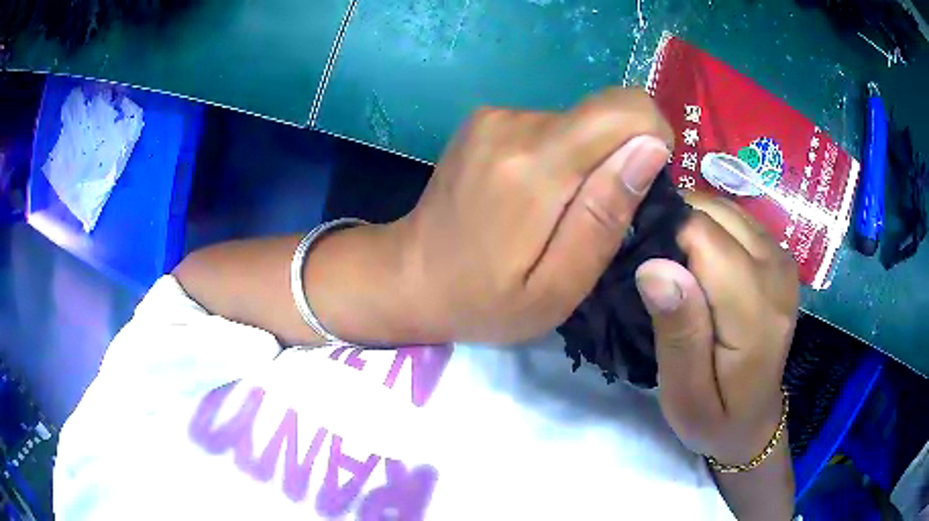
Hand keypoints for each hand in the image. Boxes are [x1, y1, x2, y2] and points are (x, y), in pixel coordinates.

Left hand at [393, 89, 672, 343]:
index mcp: (532, 166)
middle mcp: (512, 122)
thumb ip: (606, 213)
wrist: (408, 276)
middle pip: (603, 115)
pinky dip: (559, 158)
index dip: (653, 138)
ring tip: (555, 214)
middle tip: (588, 218)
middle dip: (618, 160)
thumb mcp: (557, 286)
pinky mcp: (486, 119)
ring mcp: (494, 115)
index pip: (624, 110)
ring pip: (578, 122)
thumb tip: (652, 147)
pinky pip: (550, 126)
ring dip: (584, 164)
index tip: (642, 186)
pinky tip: (533, 197)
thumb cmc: (483, 300)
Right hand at [636, 195, 799, 464]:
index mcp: (756, 308)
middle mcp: (776, 269)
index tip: (643, 270)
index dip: (664, 241)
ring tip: (676, 269)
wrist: (754, 419)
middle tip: (657, 273)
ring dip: (691, 227)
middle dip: (676, 228)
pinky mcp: (778, 254)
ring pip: (722, 208)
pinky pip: (734, 218)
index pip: (702, 234)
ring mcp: (781, 257)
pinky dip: (708, 229)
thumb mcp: (685, 395)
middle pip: (713, 212)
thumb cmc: (715, 416)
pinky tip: (699, 264)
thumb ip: (678, 333)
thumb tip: (654, 266)